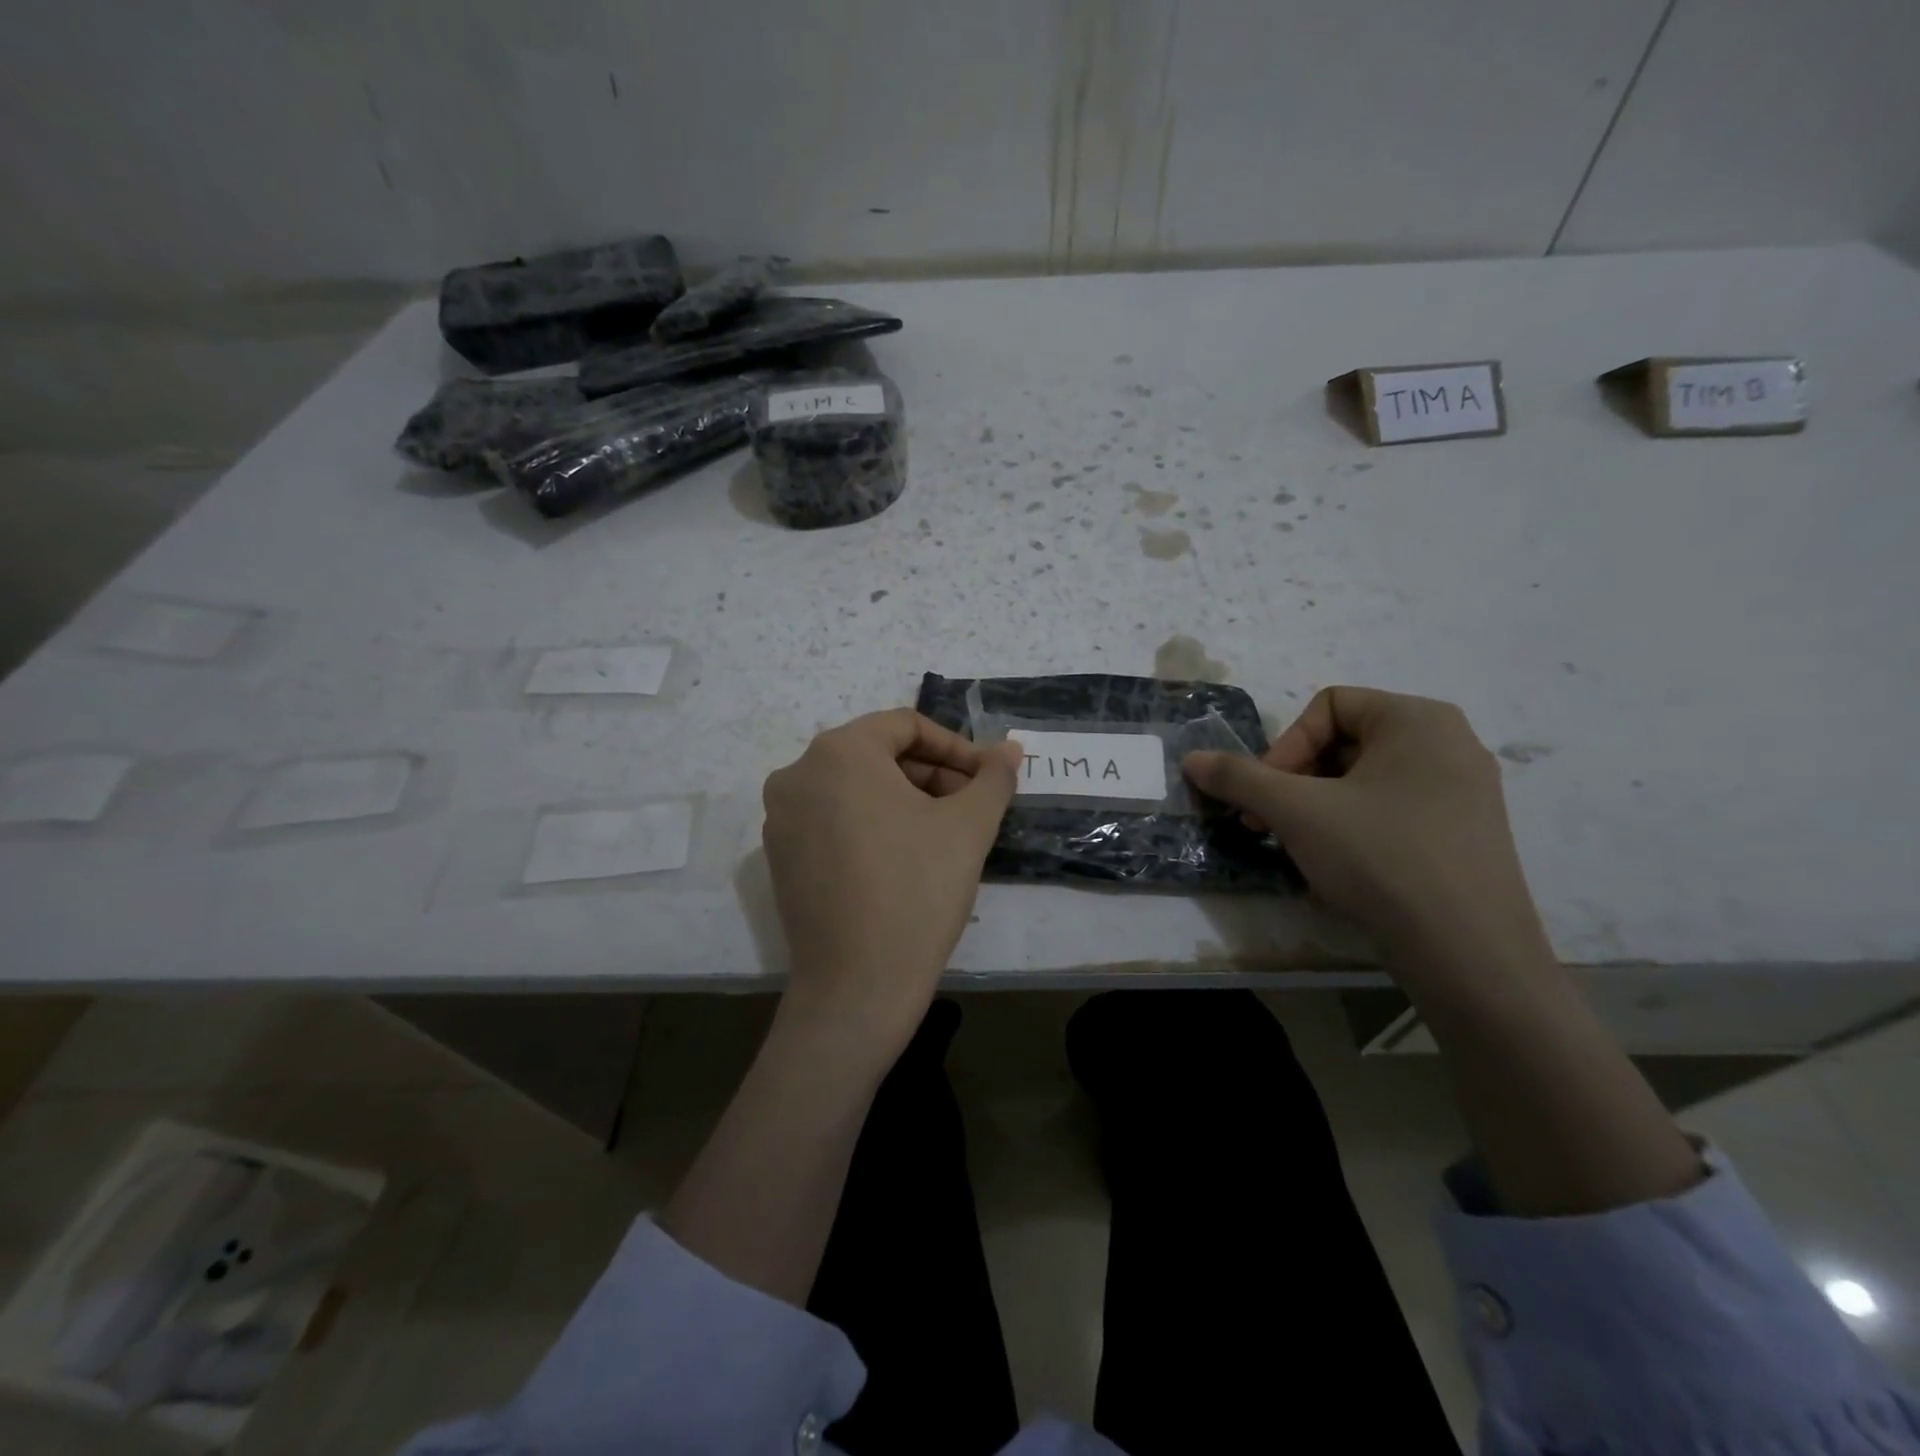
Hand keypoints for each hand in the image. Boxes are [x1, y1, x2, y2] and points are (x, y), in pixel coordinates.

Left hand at [761, 709, 1021, 1048]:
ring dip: (904, 800)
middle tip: (970, 807)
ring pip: (855, 788)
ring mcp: (781, 817)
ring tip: (944, 834)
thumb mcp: (968, 827)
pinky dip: (872, 824)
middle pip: (877, 755)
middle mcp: (797, 774)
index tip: (987, 778)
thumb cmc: (918, 891)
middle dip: (930, 775)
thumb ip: (993, 778)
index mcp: (838, 752)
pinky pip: (833, 819)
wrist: (858, 986)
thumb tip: (1009, 750)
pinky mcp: (779, 857)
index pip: (905, 726)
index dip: (955, 748)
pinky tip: (905, 858)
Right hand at [1183, 687, 1545, 963]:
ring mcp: (1466, 791)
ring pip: (1367, 779)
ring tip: (1299, 843)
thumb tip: (1191, 760)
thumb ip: (1239, 777)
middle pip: (1346, 741)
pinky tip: (1342, 862)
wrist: (1468, 952)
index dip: (1285, 746)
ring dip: (1318, 803)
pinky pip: (1395, 808)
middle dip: (1296, 778)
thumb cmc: (1380, 857)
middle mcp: (1451, 743)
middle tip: (1268, 820)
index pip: (1329, 706)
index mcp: (1418, 719)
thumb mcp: (1296, 811)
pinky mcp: (1468, 833)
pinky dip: (1356, 824)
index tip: (1267, 794)